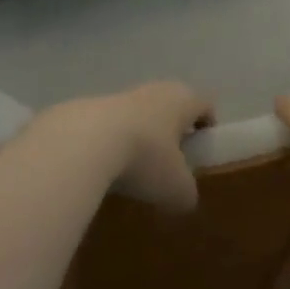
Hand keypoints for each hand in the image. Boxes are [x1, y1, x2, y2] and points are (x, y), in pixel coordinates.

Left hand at [84, 80, 213, 209]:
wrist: (81, 143)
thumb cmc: (145, 158)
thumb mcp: (177, 189)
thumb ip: (187, 194)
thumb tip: (185, 198)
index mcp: (184, 100)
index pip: (206, 106)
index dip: (207, 127)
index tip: (201, 151)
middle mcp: (155, 90)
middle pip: (171, 106)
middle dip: (172, 132)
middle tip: (170, 162)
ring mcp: (119, 95)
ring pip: (139, 114)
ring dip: (139, 137)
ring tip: (132, 169)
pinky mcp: (87, 106)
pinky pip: (108, 126)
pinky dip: (110, 143)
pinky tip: (102, 169)